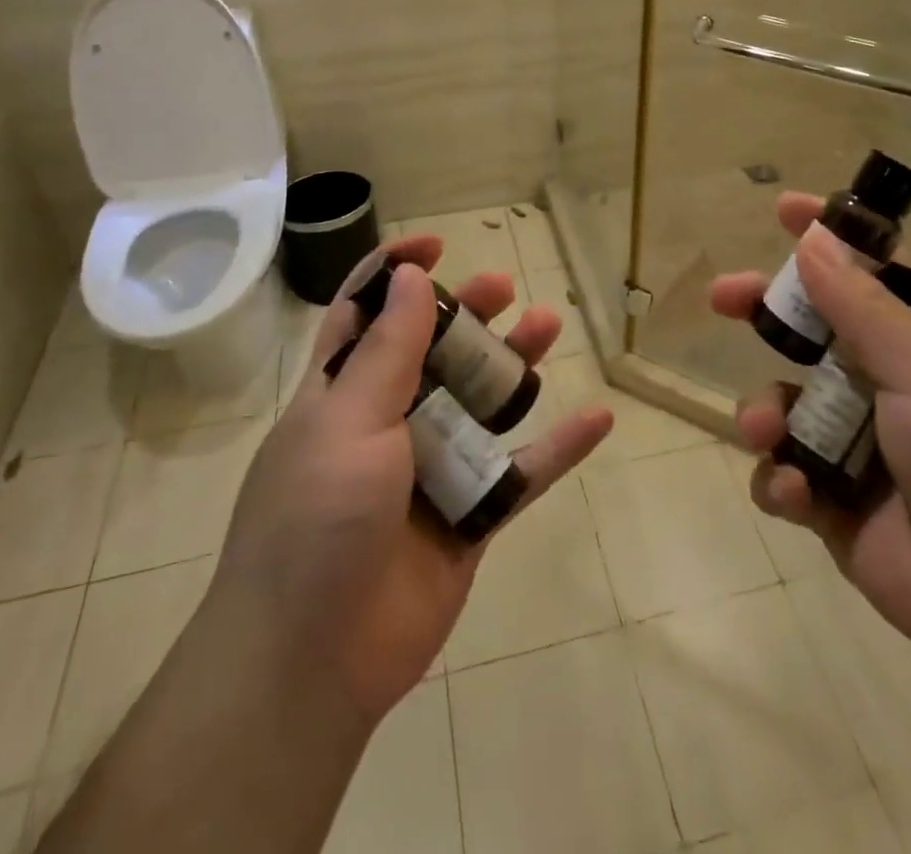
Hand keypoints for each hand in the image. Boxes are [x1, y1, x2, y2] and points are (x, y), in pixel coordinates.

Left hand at [213, 238, 613, 725]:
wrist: (312, 663)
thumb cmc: (316, 521)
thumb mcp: (347, 422)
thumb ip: (386, 351)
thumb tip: (408, 276)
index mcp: (342, 394)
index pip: (364, 314)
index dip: (394, 273)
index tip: (436, 248)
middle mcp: (388, 422)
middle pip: (435, 350)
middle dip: (468, 313)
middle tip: (505, 289)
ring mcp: (432, 469)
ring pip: (484, 402)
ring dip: (517, 365)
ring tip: (550, 326)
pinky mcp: (470, 516)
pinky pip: (523, 472)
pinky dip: (560, 447)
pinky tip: (599, 418)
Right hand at [711, 195, 910, 684]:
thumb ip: (863, 309)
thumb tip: (812, 240)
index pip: (876, 273)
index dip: (833, 238)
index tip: (784, 209)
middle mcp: (888, 388)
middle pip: (811, 333)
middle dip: (765, 312)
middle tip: (723, 297)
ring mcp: (858, 447)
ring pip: (785, 406)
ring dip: (765, 413)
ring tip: (766, 431)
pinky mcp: (835, 505)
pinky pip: (785, 476)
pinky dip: (781, 482)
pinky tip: (798, 495)